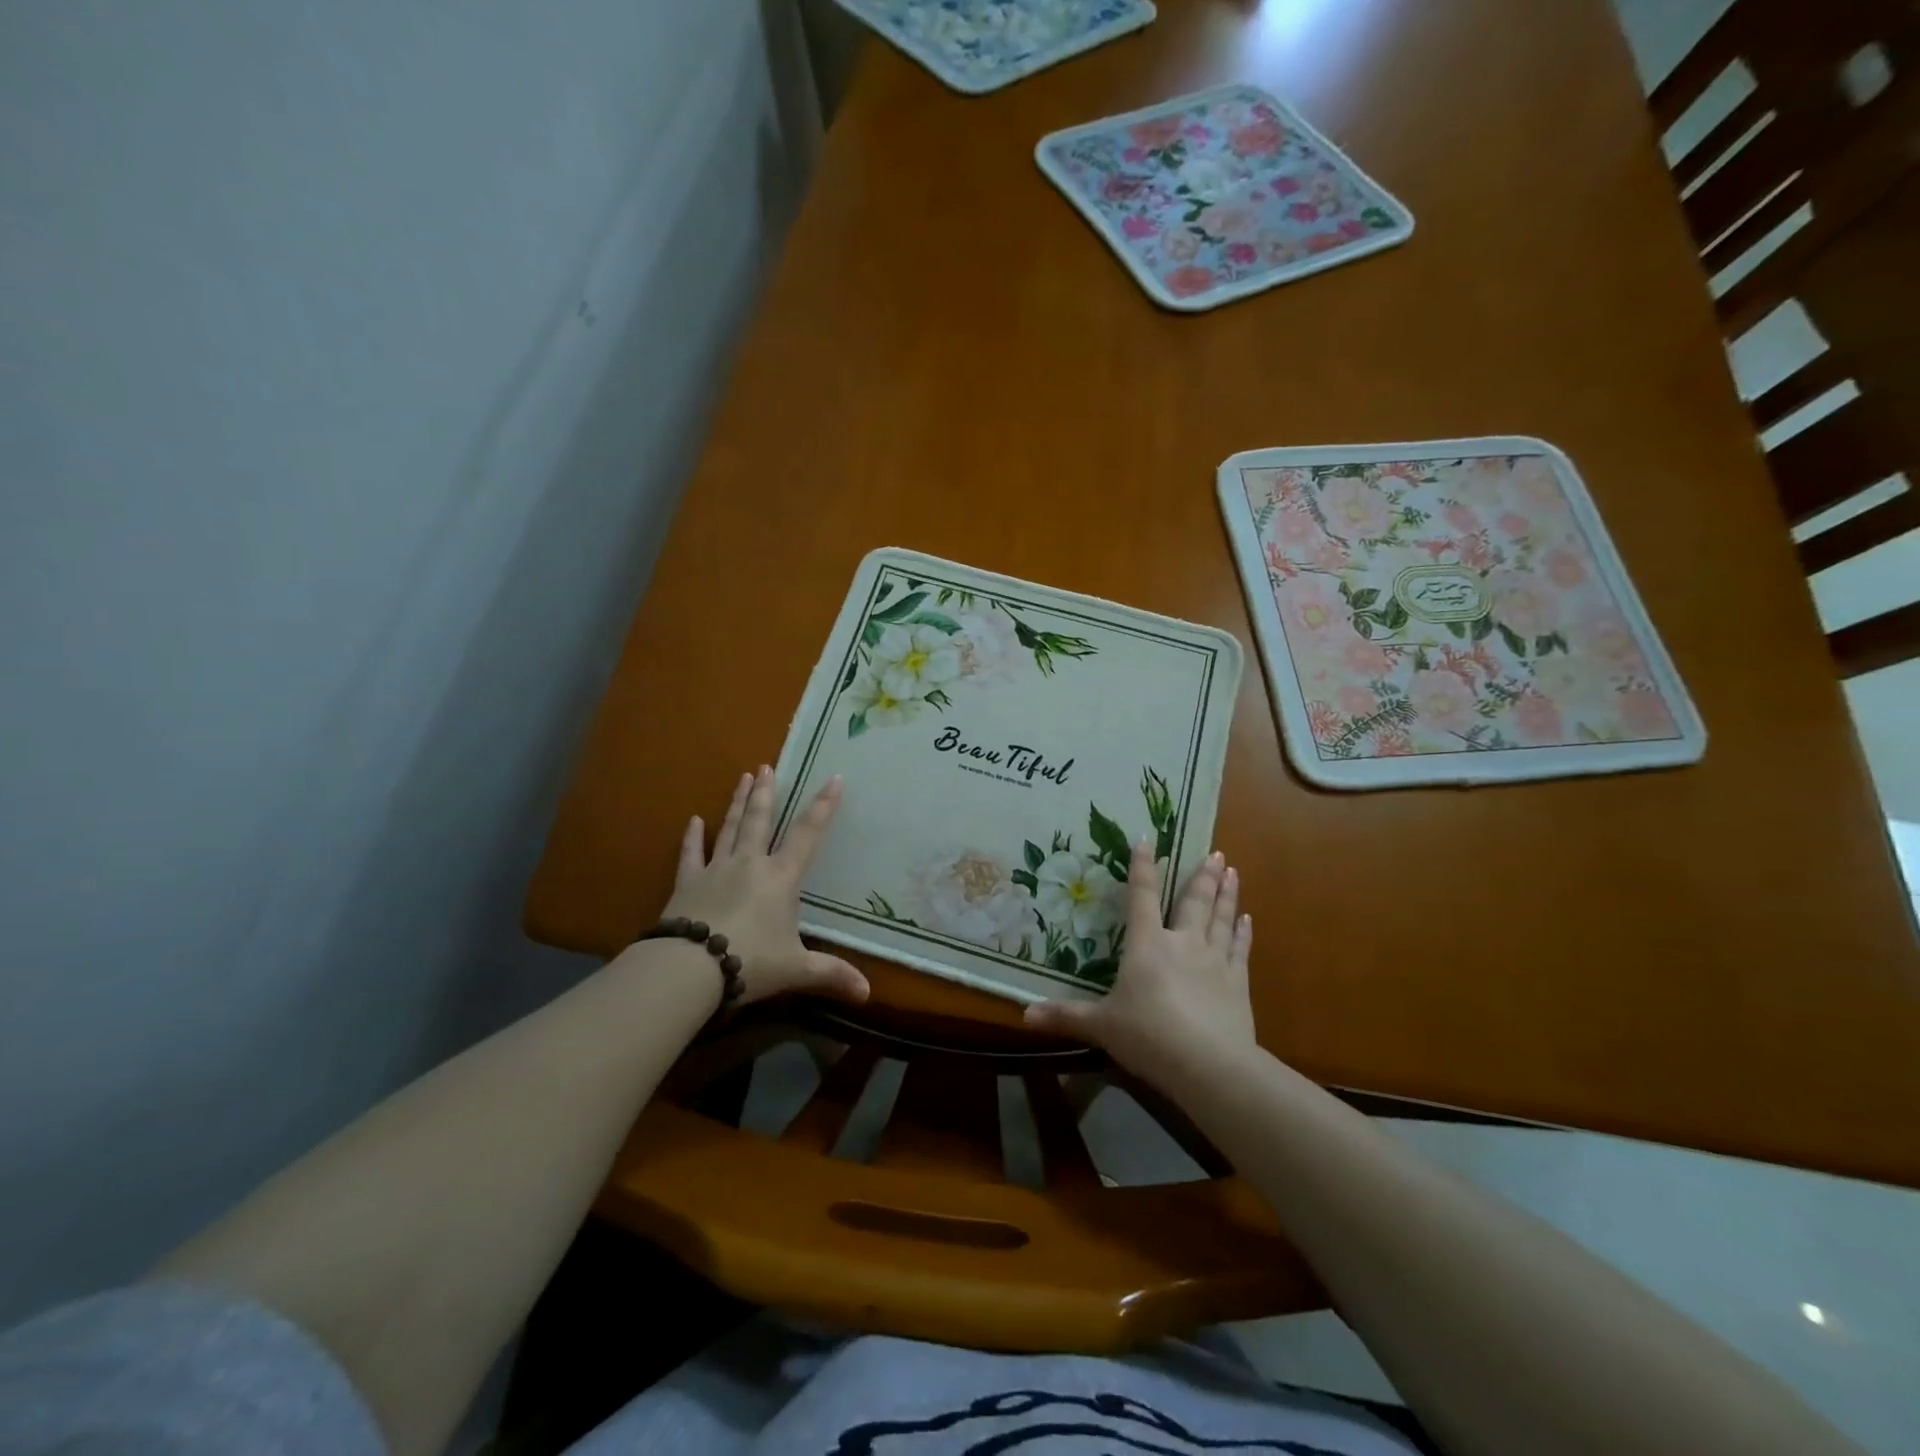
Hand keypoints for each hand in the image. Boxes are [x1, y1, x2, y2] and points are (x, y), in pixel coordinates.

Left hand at [656, 766, 869, 1005]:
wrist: (690, 968)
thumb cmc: (751, 961)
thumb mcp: (796, 969)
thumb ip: (831, 975)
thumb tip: (868, 994)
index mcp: (781, 878)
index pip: (808, 835)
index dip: (823, 807)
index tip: (834, 779)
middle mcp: (750, 864)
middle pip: (761, 820)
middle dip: (767, 792)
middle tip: (767, 766)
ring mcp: (716, 869)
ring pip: (731, 828)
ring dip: (739, 803)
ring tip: (744, 777)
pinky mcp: (687, 883)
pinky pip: (691, 854)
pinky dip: (692, 837)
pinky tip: (694, 820)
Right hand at [1023, 838, 1253, 1081]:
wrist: (1209, 1065)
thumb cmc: (1149, 1037)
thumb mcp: (1102, 1026)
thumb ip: (1067, 1016)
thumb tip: (1025, 1014)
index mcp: (1147, 945)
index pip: (1142, 897)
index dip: (1143, 867)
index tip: (1148, 840)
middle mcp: (1183, 943)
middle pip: (1193, 901)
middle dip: (1202, 876)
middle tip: (1216, 852)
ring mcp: (1215, 960)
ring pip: (1221, 918)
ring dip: (1227, 894)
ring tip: (1232, 871)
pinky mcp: (1238, 983)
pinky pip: (1240, 949)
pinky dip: (1243, 932)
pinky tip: (1248, 919)